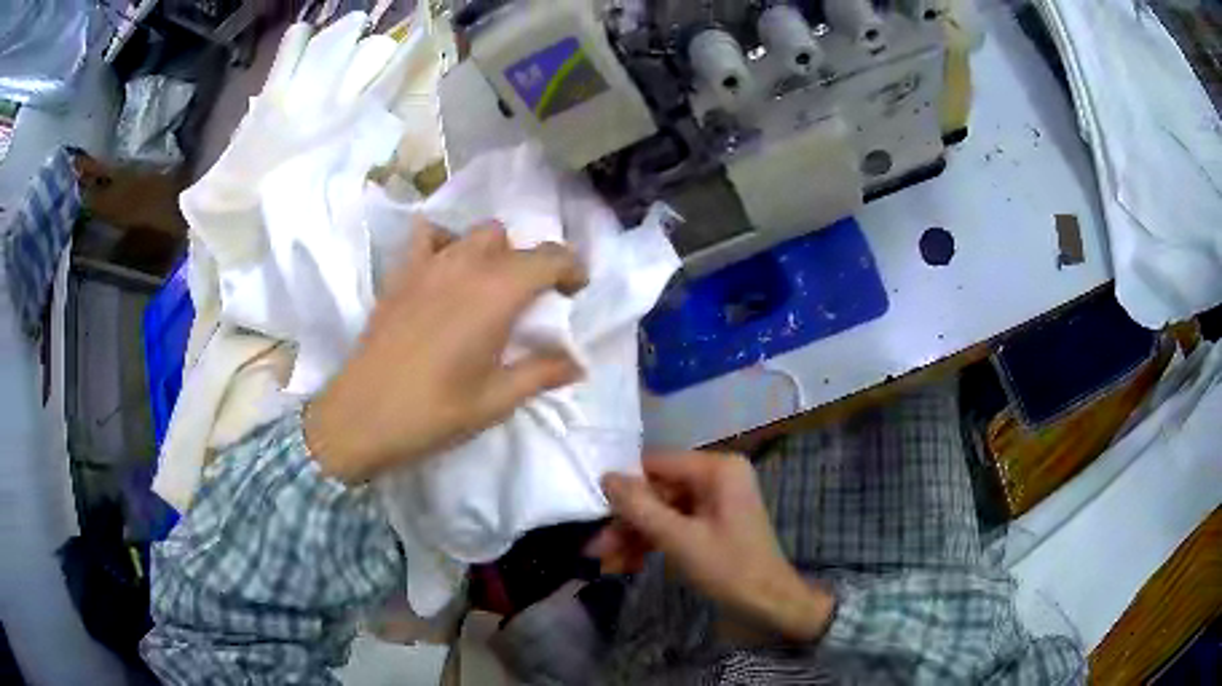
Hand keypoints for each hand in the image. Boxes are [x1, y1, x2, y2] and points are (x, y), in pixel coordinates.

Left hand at [304, 219, 587, 483]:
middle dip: (531, 263)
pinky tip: (445, 273)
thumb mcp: (497, 400)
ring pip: (474, 234)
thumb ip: (542, 373)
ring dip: (493, 252)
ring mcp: (428, 265)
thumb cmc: (434, 412)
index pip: (549, 257)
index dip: (572, 269)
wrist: (361, 417)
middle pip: (512, 241)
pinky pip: (428, 236)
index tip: (575, 293)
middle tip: (531, 302)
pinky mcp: (401, 274)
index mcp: (497, 293)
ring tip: (490, 288)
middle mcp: (466, 266)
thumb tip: (577, 364)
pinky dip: (445, 242)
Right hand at [592, 452, 835, 641]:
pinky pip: (675, 525)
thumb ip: (640, 507)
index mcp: (717, 469)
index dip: (624, 486)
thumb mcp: (679, 539)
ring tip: (604, 562)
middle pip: (657, 490)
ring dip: (634, 535)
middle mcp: (716, 477)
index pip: (656, 464)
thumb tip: (605, 476)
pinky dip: (652, 543)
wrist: (769, 605)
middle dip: (626, 520)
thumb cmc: (729, 568)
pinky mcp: (711, 524)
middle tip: (595, 547)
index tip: (593, 510)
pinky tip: (626, 564)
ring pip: (662, 511)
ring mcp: (715, 502)